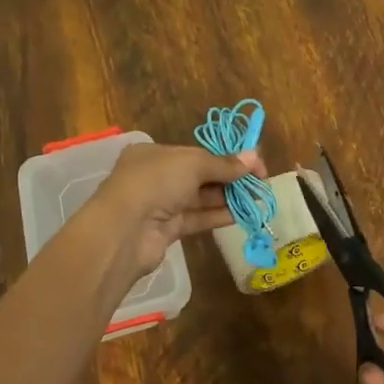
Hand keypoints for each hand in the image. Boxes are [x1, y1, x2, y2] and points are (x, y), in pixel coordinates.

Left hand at [86, 141, 265, 279]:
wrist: (124, 231)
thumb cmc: (155, 183)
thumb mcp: (192, 164)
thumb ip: (224, 164)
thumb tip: (254, 157)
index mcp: (155, 153)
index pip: (197, 152)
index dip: (227, 157)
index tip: (254, 164)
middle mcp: (156, 176)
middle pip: (200, 175)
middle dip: (230, 178)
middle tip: (260, 183)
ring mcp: (160, 205)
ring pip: (200, 198)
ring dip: (228, 198)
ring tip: (257, 199)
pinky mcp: (167, 230)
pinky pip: (197, 218)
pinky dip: (218, 215)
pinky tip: (241, 215)